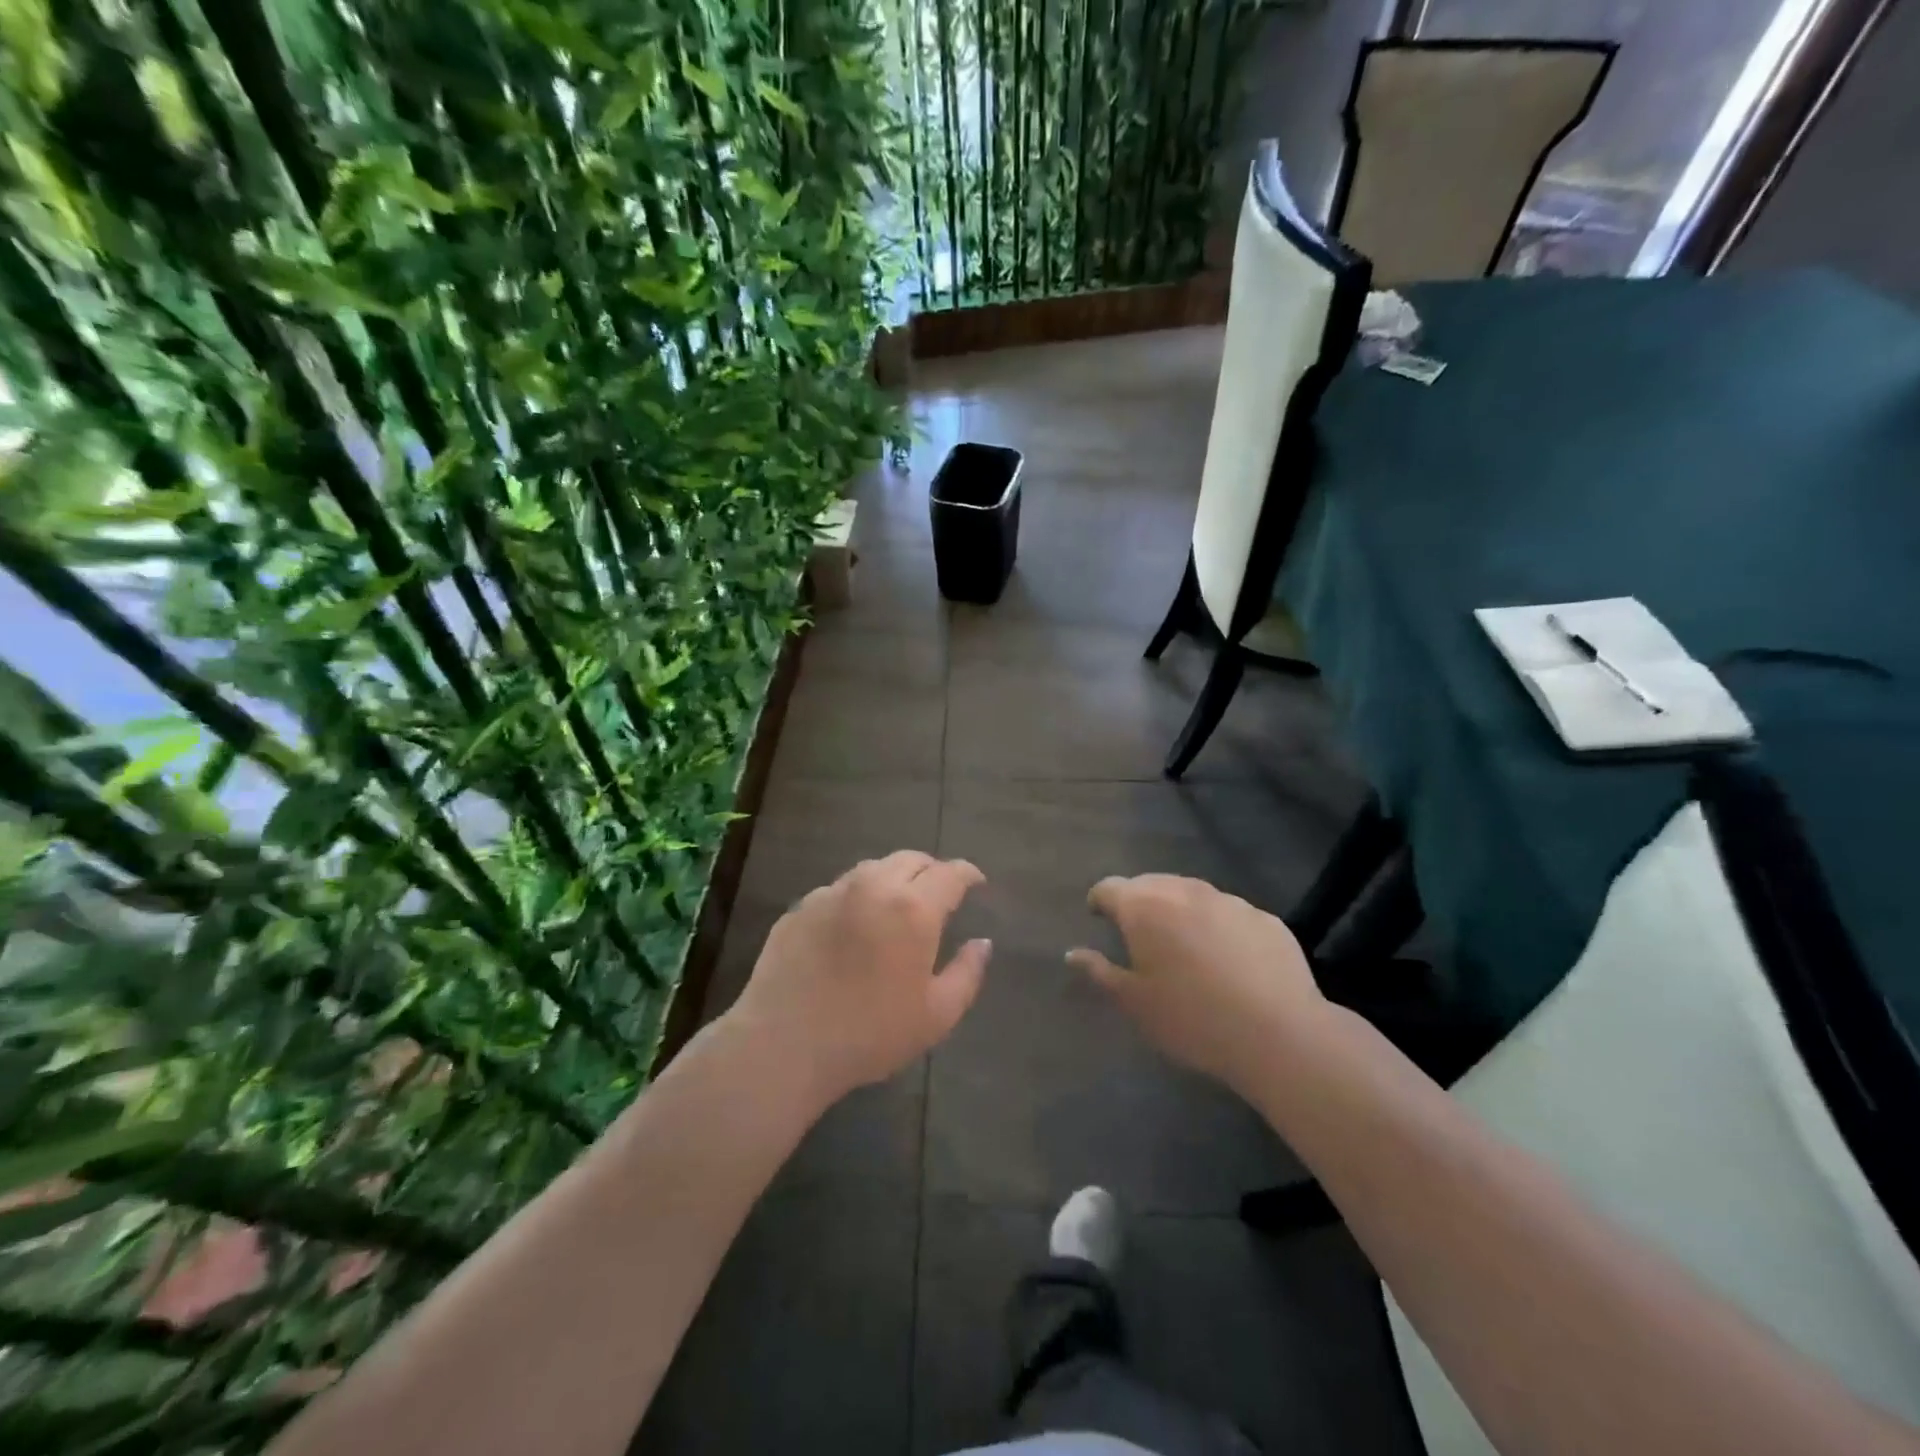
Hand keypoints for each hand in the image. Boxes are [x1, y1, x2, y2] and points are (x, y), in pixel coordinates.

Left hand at [731, 851, 990, 1107]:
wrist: (784, 1044)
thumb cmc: (870, 1034)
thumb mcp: (936, 1015)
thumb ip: (967, 973)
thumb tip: (982, 943)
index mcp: (914, 908)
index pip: (950, 874)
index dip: (968, 873)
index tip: (976, 882)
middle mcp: (873, 887)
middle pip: (911, 859)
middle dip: (931, 870)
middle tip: (939, 892)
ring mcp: (832, 893)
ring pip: (873, 869)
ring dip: (893, 878)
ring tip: (897, 904)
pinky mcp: (800, 908)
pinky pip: (839, 889)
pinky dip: (858, 897)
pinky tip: (854, 926)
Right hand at [1067, 874, 1326, 1099]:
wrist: (1279, 1034)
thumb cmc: (1191, 1019)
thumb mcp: (1134, 1003)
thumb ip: (1100, 972)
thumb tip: (1073, 953)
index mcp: (1144, 907)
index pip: (1109, 888)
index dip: (1099, 901)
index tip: (1098, 917)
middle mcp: (1184, 891)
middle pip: (1151, 884)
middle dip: (1139, 901)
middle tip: (1138, 933)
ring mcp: (1229, 901)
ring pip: (1192, 894)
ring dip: (1180, 910)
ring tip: (1183, 945)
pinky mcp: (1266, 918)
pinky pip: (1230, 914)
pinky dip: (1218, 926)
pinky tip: (1228, 960)